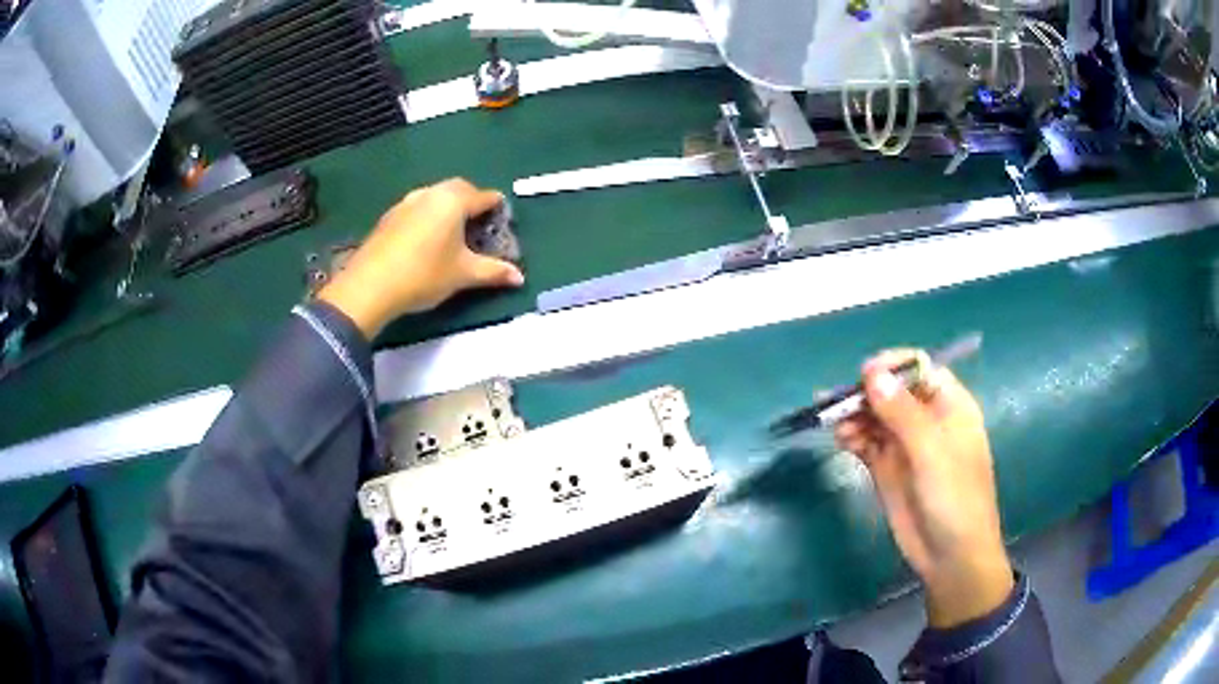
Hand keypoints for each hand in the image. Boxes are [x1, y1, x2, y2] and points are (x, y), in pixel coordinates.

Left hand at [318, 178, 524, 338]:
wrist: (370, 285)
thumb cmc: (424, 274)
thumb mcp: (463, 274)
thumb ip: (493, 272)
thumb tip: (520, 278)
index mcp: (453, 200)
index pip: (484, 196)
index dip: (497, 208)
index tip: (503, 220)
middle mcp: (430, 193)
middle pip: (458, 189)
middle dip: (472, 201)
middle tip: (478, 223)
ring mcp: (406, 202)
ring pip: (435, 196)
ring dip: (447, 207)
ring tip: (452, 232)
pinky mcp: (389, 217)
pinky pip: (416, 208)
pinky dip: (427, 217)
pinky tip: (425, 240)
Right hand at [834, 351, 1012, 627]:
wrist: (951, 557)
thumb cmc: (955, 498)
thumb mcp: (932, 452)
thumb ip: (902, 413)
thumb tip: (871, 374)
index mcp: (949, 405)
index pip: (919, 368)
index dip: (892, 367)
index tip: (863, 376)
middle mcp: (926, 419)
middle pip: (891, 391)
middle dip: (865, 393)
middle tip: (837, 404)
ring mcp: (906, 445)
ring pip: (875, 416)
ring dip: (855, 416)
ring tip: (837, 427)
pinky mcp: (889, 469)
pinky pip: (867, 443)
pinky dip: (852, 437)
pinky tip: (842, 440)